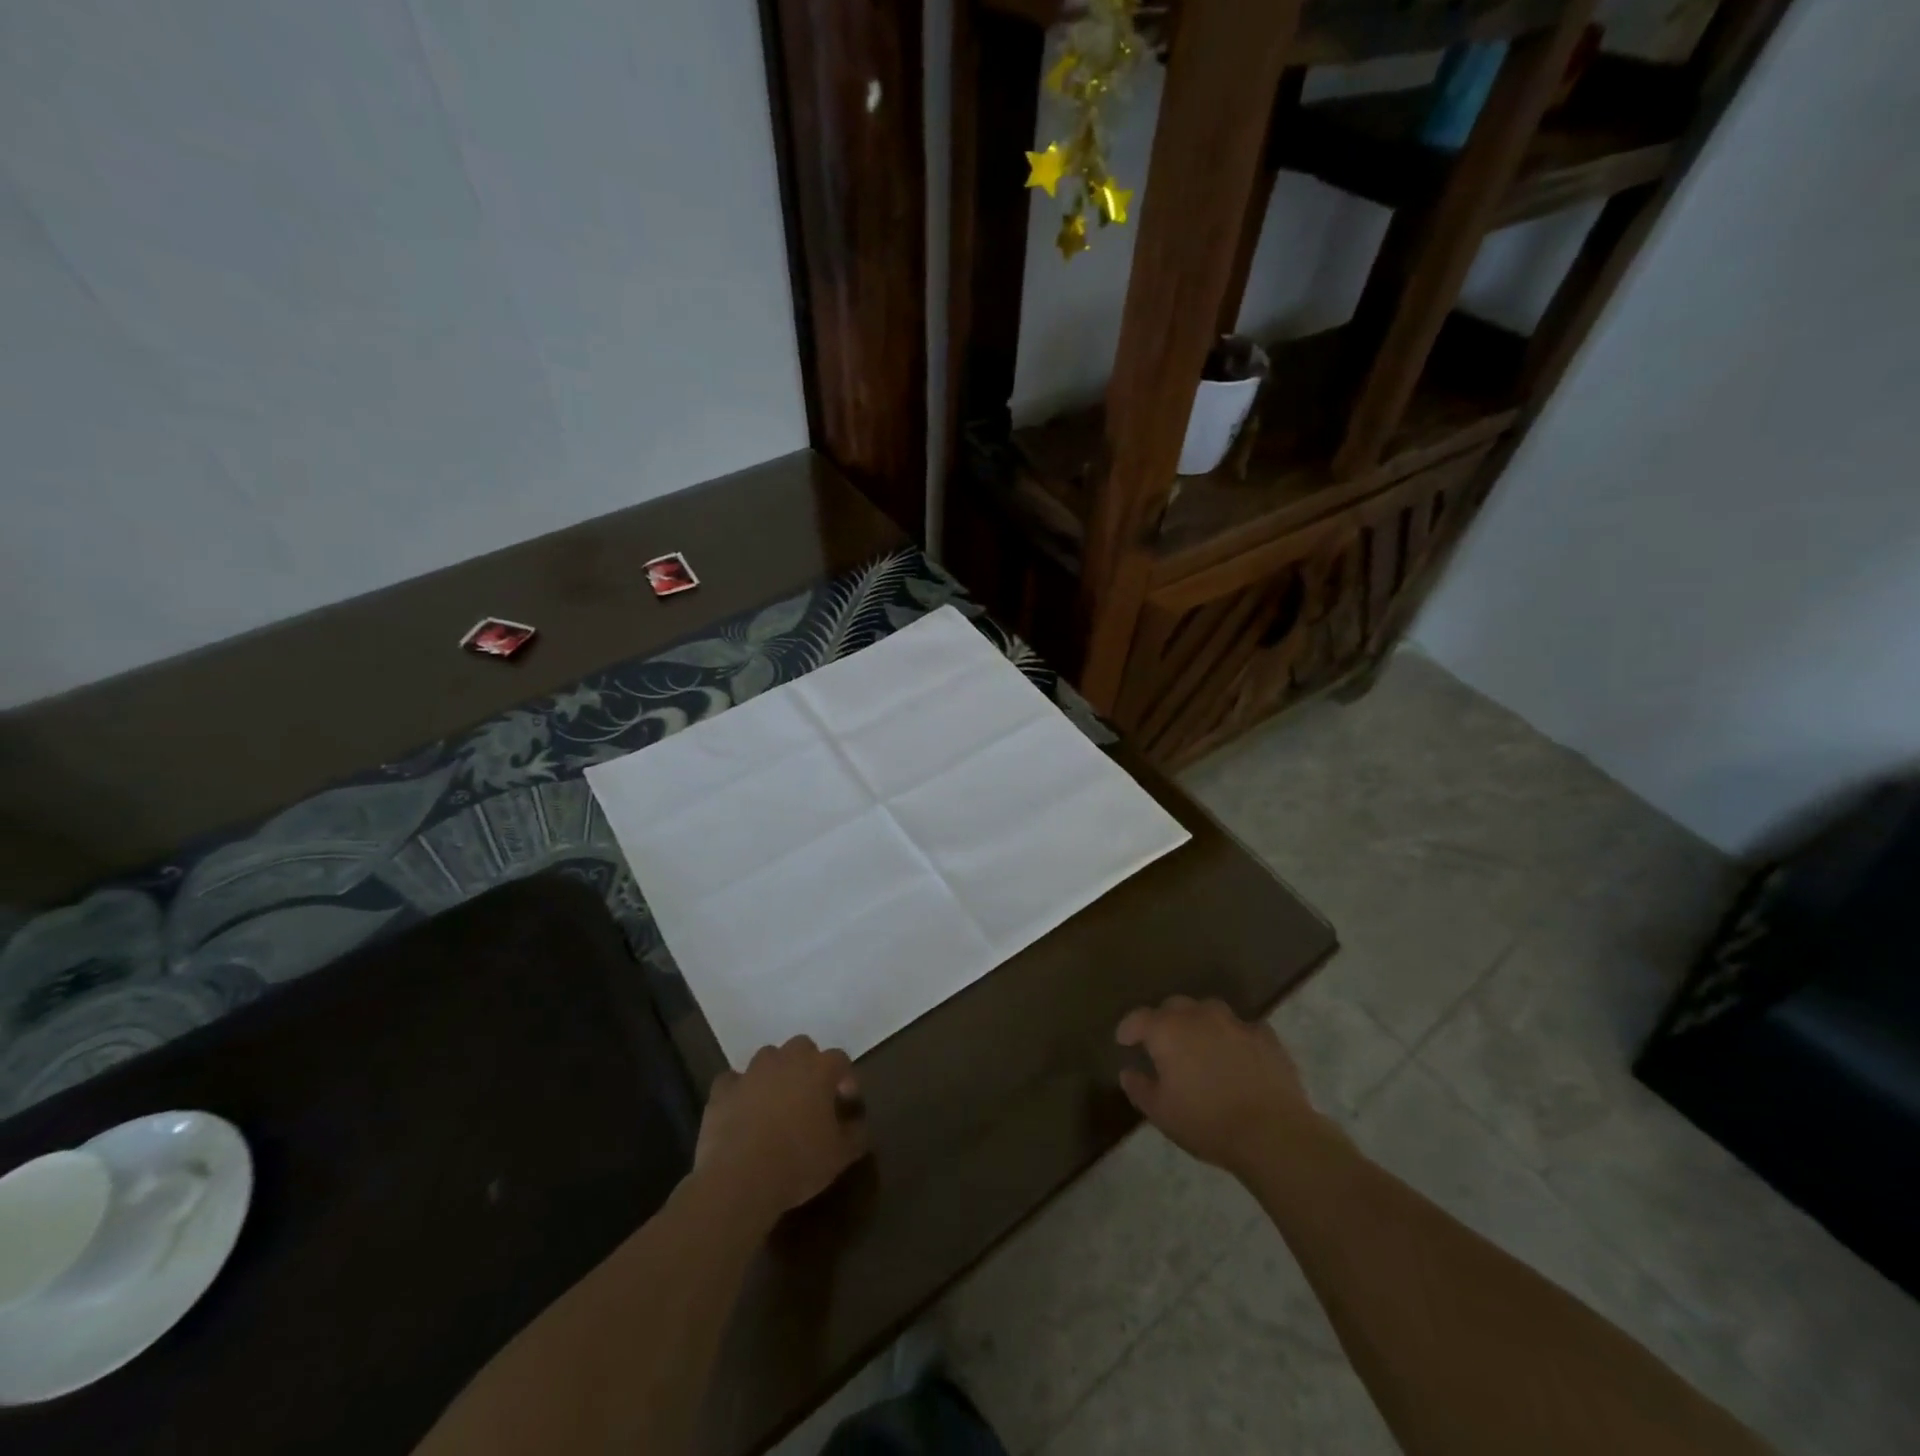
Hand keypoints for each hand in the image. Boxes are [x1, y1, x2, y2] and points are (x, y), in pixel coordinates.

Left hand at [694, 1036, 868, 1223]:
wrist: (739, 1178)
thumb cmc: (798, 1162)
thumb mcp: (840, 1155)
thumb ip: (856, 1134)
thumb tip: (859, 1124)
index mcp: (819, 1069)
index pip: (840, 1059)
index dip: (845, 1078)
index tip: (845, 1103)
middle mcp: (786, 1060)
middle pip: (802, 1047)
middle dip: (808, 1065)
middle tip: (809, 1096)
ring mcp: (751, 1071)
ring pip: (767, 1057)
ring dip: (775, 1073)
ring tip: (775, 1102)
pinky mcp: (723, 1090)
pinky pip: (733, 1080)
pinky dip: (740, 1090)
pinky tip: (742, 1110)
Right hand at [1115, 996, 1321, 1176]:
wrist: (1272, 1133)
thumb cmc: (1207, 1122)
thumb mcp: (1161, 1113)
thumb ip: (1140, 1088)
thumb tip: (1128, 1072)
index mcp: (1168, 1030)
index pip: (1139, 1018)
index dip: (1128, 1028)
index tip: (1124, 1041)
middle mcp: (1199, 1016)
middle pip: (1174, 1006)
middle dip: (1164, 1020)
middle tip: (1162, 1043)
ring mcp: (1235, 1023)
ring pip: (1209, 1010)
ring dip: (1199, 1022)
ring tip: (1200, 1043)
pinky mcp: (1265, 1036)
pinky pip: (1243, 1028)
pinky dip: (1234, 1037)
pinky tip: (1237, 1054)